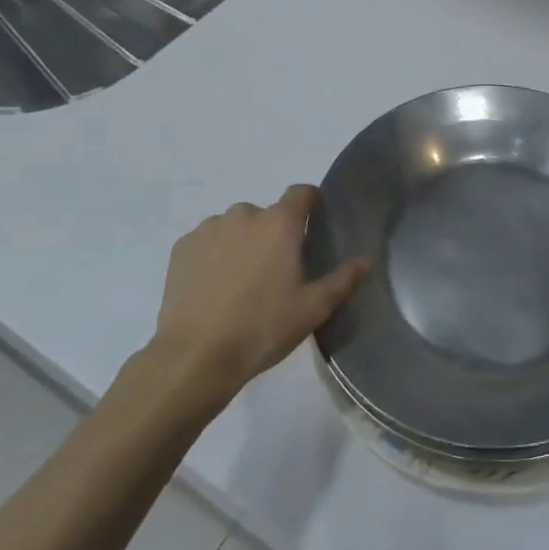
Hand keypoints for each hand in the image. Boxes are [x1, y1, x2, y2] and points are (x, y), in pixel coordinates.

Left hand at [152, 186, 369, 399]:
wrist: (195, 356)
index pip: (302, 193)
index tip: (313, 228)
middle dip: (274, 235)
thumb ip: (343, 279)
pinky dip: (214, 256)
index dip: (311, 204)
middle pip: (267, 214)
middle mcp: (243, 215)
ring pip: (236, 227)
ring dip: (243, 244)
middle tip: (277, 272)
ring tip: (242, 284)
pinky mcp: (182, 248)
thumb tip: (367, 259)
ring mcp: (208, 229)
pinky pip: (207, 241)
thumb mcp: (313, 309)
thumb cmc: (263, 328)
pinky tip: (215, 288)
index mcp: (279, 223)